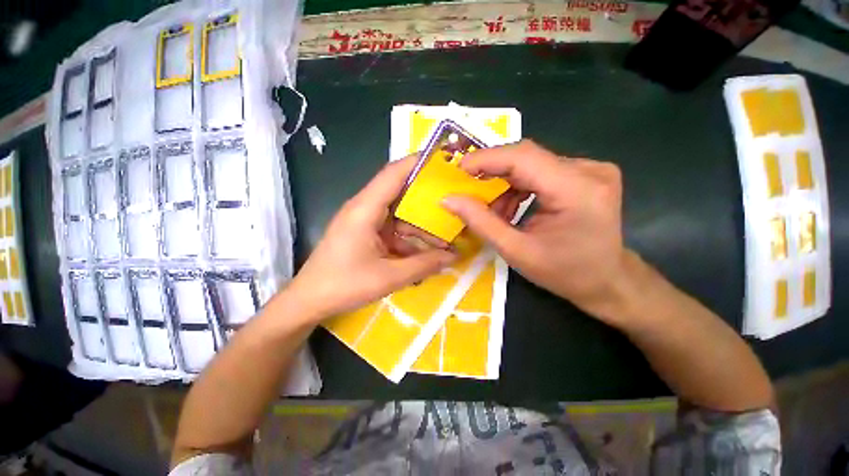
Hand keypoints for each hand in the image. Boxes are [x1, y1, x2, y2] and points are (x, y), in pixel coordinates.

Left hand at [287, 156, 456, 321]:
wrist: (309, 301)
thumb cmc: (344, 285)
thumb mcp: (389, 277)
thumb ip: (424, 265)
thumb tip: (453, 256)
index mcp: (365, 209)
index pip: (394, 173)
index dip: (418, 163)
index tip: (444, 161)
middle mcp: (364, 208)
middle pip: (399, 192)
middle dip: (426, 198)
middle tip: (454, 202)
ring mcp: (364, 221)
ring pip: (398, 214)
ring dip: (419, 225)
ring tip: (445, 236)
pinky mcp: (364, 233)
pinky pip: (392, 229)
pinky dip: (408, 238)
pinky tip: (424, 253)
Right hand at [442, 140, 630, 320]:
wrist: (607, 280)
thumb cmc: (564, 273)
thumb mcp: (516, 252)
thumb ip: (481, 222)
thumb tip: (449, 199)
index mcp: (577, 191)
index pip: (524, 158)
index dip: (487, 158)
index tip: (460, 168)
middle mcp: (589, 171)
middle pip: (527, 157)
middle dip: (493, 171)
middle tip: (469, 188)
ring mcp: (591, 169)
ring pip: (532, 163)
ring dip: (505, 183)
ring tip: (495, 210)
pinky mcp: (586, 174)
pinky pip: (541, 170)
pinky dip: (519, 186)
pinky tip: (512, 207)